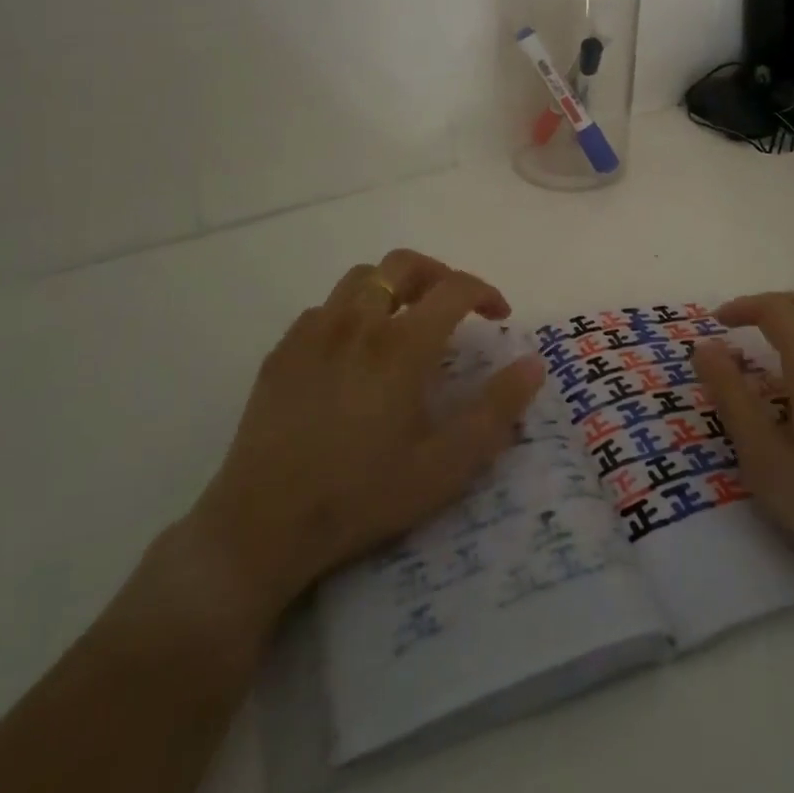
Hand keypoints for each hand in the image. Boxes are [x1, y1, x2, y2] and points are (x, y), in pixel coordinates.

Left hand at [185, 249, 542, 632]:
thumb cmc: (361, 497)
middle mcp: (357, 324)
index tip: (499, 315)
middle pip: (403, 264)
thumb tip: (533, 363)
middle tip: (453, 305)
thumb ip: (496, 411)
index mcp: (401, 347)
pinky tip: (353, 351)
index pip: (454, 288)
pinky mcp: (281, 352)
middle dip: (438, 274)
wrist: (260, 528)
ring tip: (405, 321)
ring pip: (361, 278)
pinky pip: (324, 308)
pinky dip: (351, 312)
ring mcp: (313, 334)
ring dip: (393, 287)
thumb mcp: (444, 467)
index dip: (485, 291)